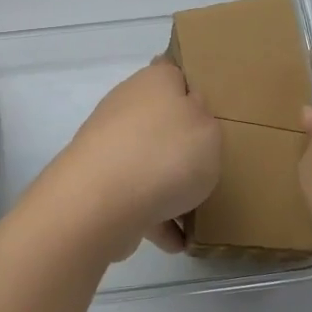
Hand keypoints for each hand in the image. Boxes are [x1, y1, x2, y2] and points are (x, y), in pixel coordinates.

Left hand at [36, 57, 221, 261]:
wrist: (99, 203)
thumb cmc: (165, 155)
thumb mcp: (209, 129)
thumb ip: (205, 120)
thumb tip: (189, 114)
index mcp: (155, 81)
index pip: (174, 71)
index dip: (193, 85)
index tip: (213, 109)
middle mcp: (127, 105)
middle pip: (162, 120)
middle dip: (183, 144)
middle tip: (212, 164)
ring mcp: (109, 145)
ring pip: (148, 160)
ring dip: (169, 184)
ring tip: (197, 212)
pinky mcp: (98, 181)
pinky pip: (136, 196)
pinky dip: (155, 216)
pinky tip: (175, 240)